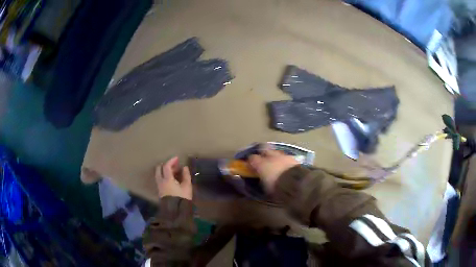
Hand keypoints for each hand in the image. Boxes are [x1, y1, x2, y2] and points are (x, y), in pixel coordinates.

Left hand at [155, 157, 192, 199]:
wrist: (175, 212)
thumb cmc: (182, 198)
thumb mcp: (187, 187)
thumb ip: (186, 176)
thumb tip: (185, 167)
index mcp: (167, 179)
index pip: (166, 166)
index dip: (171, 161)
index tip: (177, 158)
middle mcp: (161, 181)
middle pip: (159, 169)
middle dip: (165, 165)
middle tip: (174, 165)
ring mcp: (159, 186)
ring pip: (158, 174)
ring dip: (164, 171)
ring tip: (174, 172)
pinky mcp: (160, 191)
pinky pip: (160, 179)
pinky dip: (164, 176)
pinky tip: (171, 179)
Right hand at [249, 146, 298, 192]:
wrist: (295, 183)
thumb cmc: (276, 187)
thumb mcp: (265, 187)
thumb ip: (262, 180)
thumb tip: (261, 178)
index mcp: (261, 164)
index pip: (252, 158)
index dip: (251, 161)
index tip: (251, 165)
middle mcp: (270, 157)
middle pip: (264, 150)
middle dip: (263, 154)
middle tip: (263, 160)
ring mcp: (282, 156)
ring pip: (276, 152)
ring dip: (275, 156)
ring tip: (276, 163)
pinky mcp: (292, 158)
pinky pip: (286, 157)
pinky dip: (284, 160)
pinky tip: (285, 165)